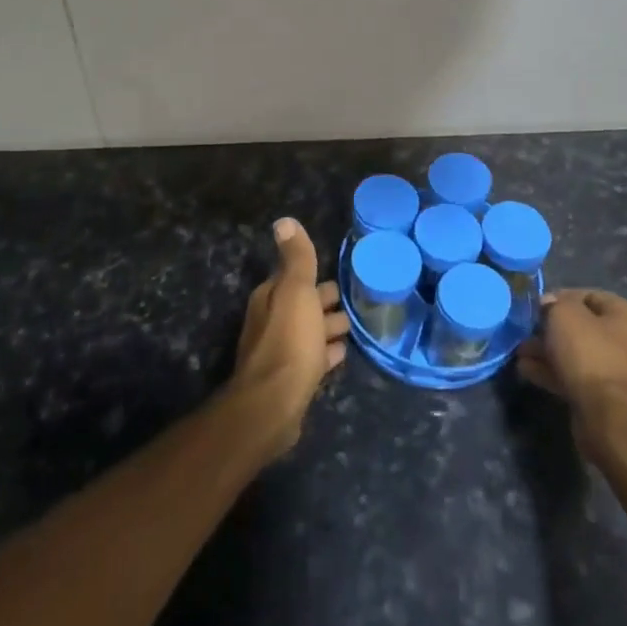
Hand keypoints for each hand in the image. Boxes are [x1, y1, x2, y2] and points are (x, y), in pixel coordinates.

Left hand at [231, 218, 350, 455]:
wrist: (274, 404)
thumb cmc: (289, 341)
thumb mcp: (296, 291)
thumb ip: (296, 258)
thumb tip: (284, 221)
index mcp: (270, 297)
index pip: (295, 278)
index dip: (315, 276)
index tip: (341, 276)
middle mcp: (270, 321)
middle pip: (303, 305)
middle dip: (325, 301)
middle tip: (355, 301)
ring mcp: (280, 352)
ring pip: (309, 332)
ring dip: (328, 327)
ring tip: (355, 326)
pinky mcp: (291, 379)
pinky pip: (313, 358)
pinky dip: (326, 352)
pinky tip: (341, 354)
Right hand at [517, 289, 626, 452]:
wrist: (609, 416)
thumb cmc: (590, 354)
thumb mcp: (565, 315)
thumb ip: (554, 304)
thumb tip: (549, 306)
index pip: (590, 296)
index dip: (560, 297)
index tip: (536, 306)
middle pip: (582, 327)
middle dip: (550, 328)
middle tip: (525, 332)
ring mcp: (617, 371)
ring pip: (575, 354)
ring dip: (547, 351)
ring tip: (520, 353)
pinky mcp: (604, 397)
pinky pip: (574, 376)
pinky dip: (551, 371)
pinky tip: (526, 370)